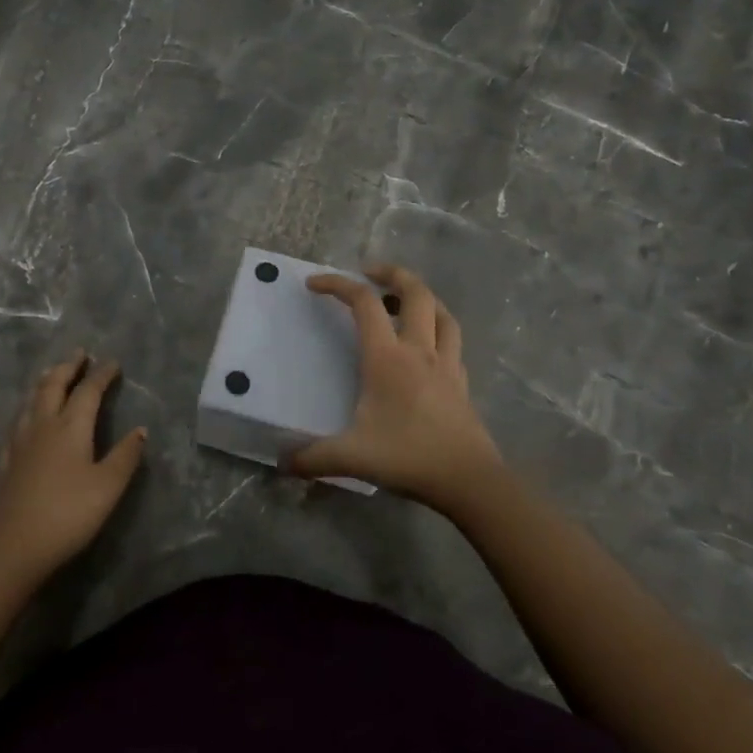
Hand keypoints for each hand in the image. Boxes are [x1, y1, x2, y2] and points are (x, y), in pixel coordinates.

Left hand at [0, 351, 144, 579]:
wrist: (14, 545)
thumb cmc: (68, 513)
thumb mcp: (108, 487)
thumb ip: (125, 456)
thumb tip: (140, 430)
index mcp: (71, 426)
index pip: (88, 391)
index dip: (102, 375)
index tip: (113, 363)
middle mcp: (44, 425)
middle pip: (54, 385)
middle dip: (68, 367)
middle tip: (79, 354)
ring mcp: (20, 441)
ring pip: (32, 400)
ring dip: (45, 381)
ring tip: (52, 373)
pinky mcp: (6, 460)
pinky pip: (18, 421)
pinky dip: (28, 408)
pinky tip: (27, 417)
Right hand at [287, 265, 500, 511]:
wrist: (470, 481)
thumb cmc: (409, 457)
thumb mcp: (352, 458)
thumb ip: (313, 457)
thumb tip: (282, 463)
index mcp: (387, 358)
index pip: (364, 304)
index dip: (338, 285)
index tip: (314, 284)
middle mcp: (419, 351)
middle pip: (415, 293)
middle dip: (393, 274)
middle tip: (371, 272)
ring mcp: (447, 365)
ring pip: (442, 314)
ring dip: (422, 297)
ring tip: (403, 300)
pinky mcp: (462, 384)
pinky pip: (452, 342)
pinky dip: (438, 330)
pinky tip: (426, 346)